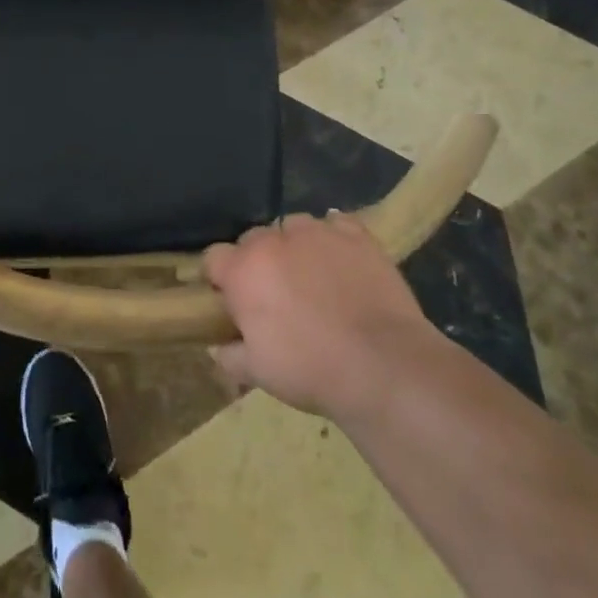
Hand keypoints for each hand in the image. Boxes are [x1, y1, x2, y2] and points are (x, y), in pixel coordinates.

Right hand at [203, 212, 434, 420]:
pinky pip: (335, 225)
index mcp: (243, 271)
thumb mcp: (257, 373)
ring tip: (311, 276)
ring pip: (293, 227)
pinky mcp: (356, 236)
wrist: (384, 366)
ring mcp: (317, 233)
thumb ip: (229, 355)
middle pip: (253, 240)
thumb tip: (218, 346)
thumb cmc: (311, 370)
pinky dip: (333, 238)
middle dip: (258, 262)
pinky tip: (341, 261)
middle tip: (275, 294)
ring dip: (294, 246)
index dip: (219, 278)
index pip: (213, 257)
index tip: (231, 300)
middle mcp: (273, 240)